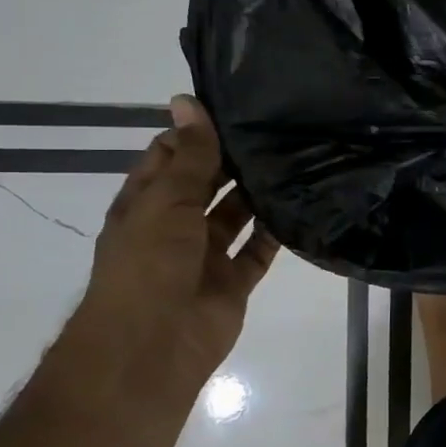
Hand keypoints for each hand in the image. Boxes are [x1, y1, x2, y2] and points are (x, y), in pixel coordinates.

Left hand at [71, 96, 278, 396]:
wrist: (153, 347)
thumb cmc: (149, 264)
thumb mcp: (166, 200)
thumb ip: (189, 155)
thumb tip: (186, 100)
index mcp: (146, 205)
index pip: (170, 157)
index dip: (196, 133)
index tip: (235, 107)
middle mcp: (174, 227)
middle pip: (206, 185)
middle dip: (232, 162)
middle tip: (276, 129)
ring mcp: (205, 257)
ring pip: (235, 216)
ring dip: (256, 194)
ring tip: (293, 159)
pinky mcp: (232, 283)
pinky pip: (257, 252)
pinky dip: (274, 233)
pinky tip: (299, 204)